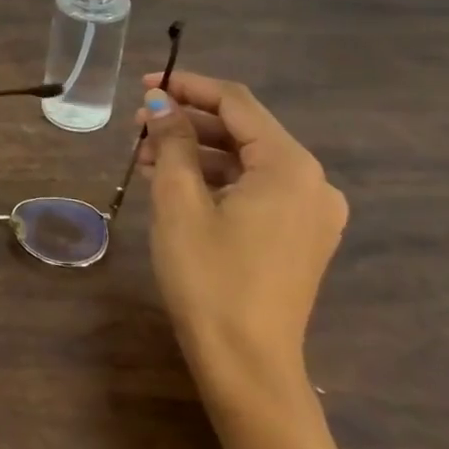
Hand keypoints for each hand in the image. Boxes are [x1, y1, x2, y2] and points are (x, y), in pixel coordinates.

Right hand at [134, 70, 347, 411]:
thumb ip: (171, 140)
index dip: (187, 86)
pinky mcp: (300, 237)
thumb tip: (159, 102)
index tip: (143, 84)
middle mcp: (312, 182)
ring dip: (196, 152)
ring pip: (246, 161)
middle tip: (136, 126)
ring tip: (146, 157)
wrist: (246, 364)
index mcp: (290, 166)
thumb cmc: (209, 275)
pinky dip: (215, 180)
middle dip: (187, 122)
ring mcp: (311, 213)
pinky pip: (255, 190)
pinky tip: (174, 185)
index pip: (236, 103)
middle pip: (243, 130)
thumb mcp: (179, 201)